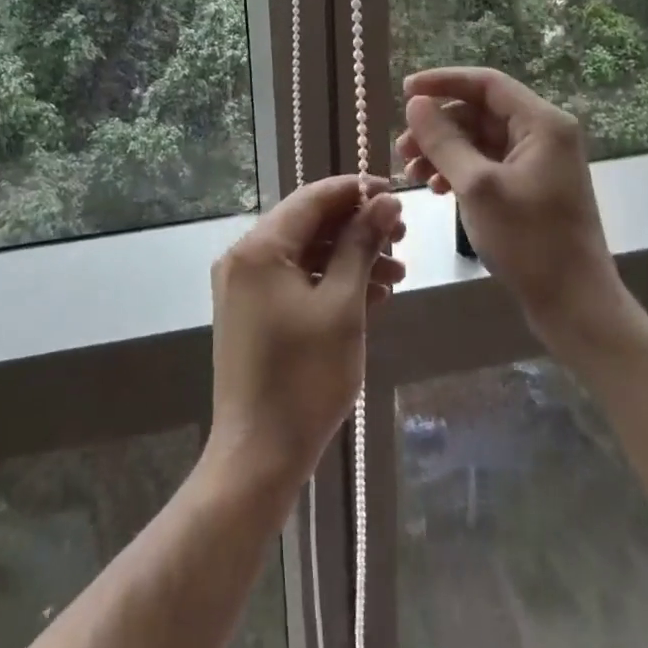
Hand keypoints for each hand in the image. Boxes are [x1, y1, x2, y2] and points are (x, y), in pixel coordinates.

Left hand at [206, 176, 404, 493]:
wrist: (258, 456)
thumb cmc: (305, 377)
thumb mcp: (342, 305)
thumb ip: (361, 245)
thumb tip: (385, 201)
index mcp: (260, 246)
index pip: (313, 197)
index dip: (356, 191)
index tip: (396, 195)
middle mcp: (245, 256)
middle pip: (308, 224)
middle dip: (357, 228)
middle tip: (402, 239)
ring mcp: (245, 286)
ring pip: (305, 254)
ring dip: (349, 258)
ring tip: (398, 275)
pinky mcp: (251, 312)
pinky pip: (295, 280)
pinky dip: (329, 282)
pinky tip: (371, 296)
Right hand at [398, 67, 635, 351]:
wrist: (576, 308)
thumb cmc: (530, 242)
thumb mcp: (478, 187)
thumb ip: (443, 140)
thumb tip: (415, 103)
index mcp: (542, 123)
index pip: (486, 83)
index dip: (443, 81)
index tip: (404, 91)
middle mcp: (543, 134)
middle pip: (480, 111)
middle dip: (438, 126)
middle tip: (401, 148)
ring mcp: (538, 162)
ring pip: (479, 139)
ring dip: (443, 150)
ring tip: (412, 173)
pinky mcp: (530, 187)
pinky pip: (486, 163)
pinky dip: (458, 170)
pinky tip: (436, 189)